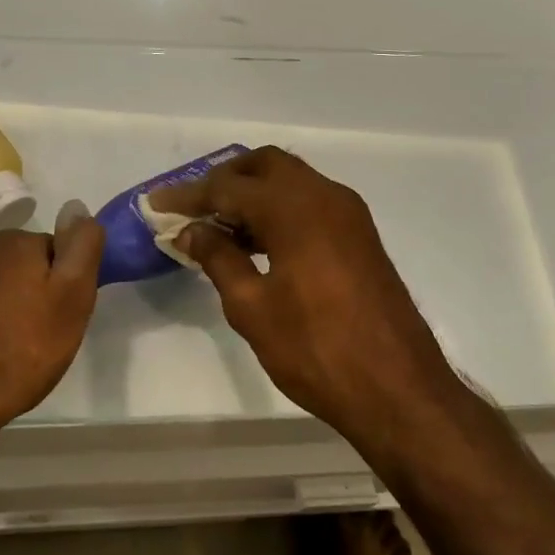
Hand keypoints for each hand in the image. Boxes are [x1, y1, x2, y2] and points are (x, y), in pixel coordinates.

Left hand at [0, 202, 104, 457]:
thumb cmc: (19, 352)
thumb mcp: (71, 299)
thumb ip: (81, 248)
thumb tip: (78, 207)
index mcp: (15, 243)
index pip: (54, 250)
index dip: (64, 284)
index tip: (62, 317)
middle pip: (21, 266)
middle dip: (32, 293)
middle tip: (40, 338)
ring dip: (3, 308)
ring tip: (8, 351)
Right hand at [152, 148, 459, 444]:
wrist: (398, 388)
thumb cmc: (316, 349)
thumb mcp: (252, 307)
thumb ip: (219, 258)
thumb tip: (192, 231)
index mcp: (295, 207)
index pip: (229, 186)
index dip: (189, 195)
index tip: (157, 203)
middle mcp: (325, 196)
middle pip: (265, 165)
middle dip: (226, 179)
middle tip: (193, 207)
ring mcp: (349, 214)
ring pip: (291, 181)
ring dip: (254, 194)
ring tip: (218, 227)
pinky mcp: (360, 235)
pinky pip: (311, 203)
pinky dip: (280, 209)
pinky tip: (257, 242)